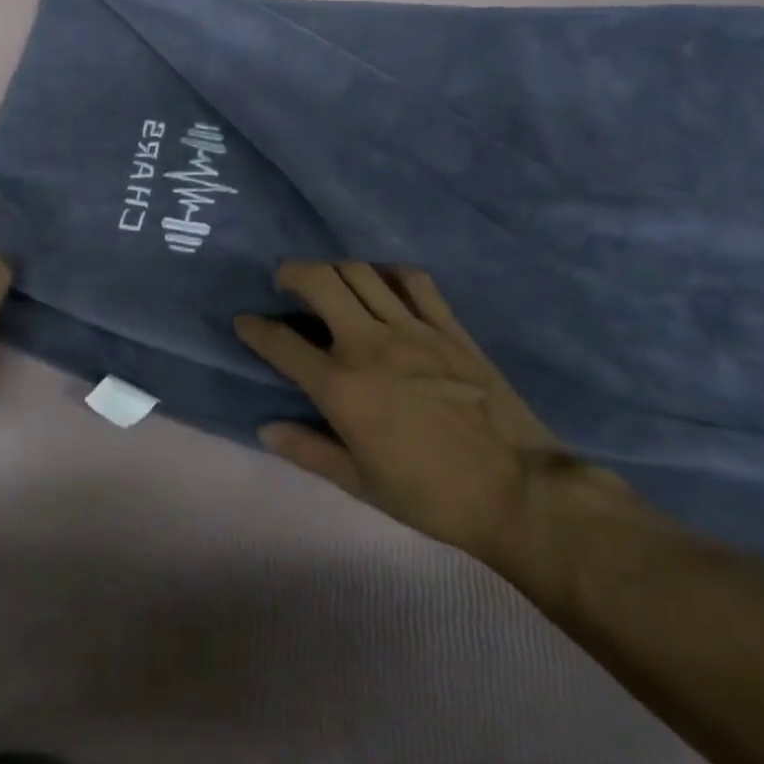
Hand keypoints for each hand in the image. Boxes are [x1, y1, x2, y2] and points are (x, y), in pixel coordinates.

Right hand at [236, 262, 609, 585]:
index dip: (255, 328)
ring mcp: (412, 330)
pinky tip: (383, 284)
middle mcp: (369, 345)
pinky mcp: (448, 327)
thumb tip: (266, 427)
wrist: (518, 491)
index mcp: (341, 387)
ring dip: (335, 268)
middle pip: (320, 281)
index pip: (281, 343)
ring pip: (361, 272)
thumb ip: (308, 450)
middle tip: (285, 281)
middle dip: (292, 272)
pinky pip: (414, 282)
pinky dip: (389, 274)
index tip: (245, 321)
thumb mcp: (360, 484)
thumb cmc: (431, 495)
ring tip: (330, 280)